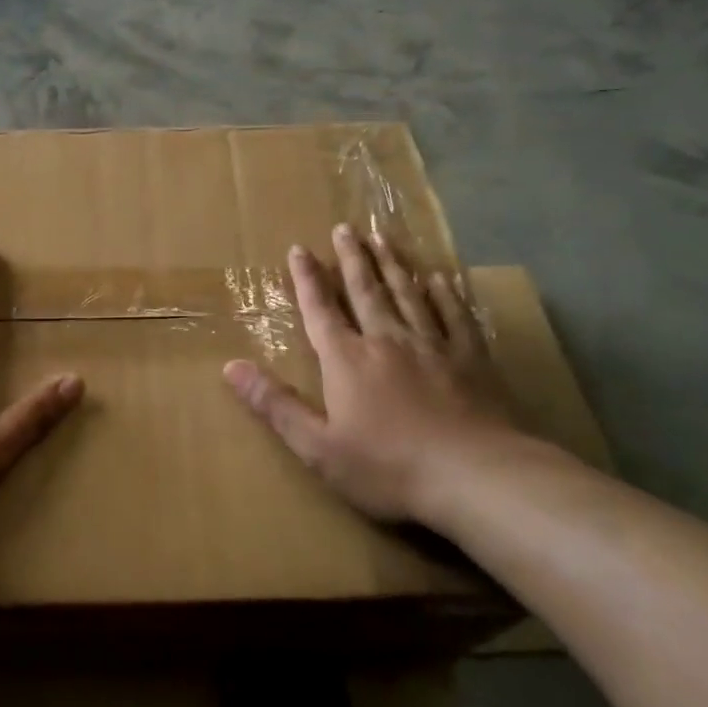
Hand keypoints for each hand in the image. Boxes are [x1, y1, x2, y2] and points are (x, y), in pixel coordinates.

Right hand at [223, 224, 520, 523]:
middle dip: (351, 259)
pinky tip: (440, 278)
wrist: (477, 478)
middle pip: (366, 291)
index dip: (307, 279)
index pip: (320, 310)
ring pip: (408, 294)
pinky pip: (454, 316)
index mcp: (347, 360)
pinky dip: (444, 294)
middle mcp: (387, 341)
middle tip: (345, 228)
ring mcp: (433, 346)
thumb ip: (275, 404)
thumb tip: (230, 366)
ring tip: (383, 238)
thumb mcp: (318, 447)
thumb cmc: (389, 467)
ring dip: (392, 265)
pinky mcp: (472, 360)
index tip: (299, 249)